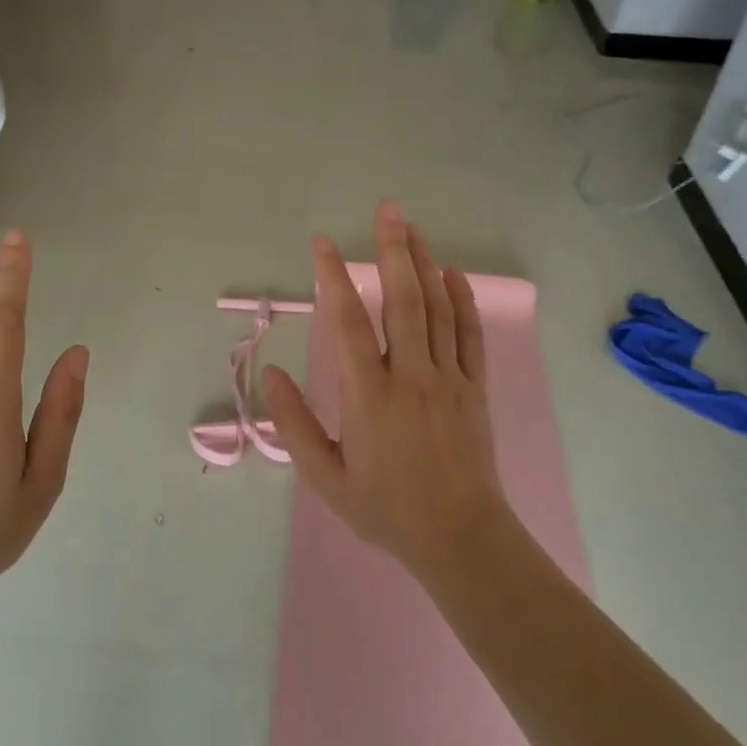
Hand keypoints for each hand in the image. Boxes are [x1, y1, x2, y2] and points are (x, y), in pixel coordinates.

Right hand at [264, 200, 511, 572]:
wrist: (458, 536)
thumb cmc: (384, 509)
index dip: (333, 278)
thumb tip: (271, 375)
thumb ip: (294, 423)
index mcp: (368, 396)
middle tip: (388, 209)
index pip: (347, 323)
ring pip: (438, 309)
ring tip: (412, 228)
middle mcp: (410, 376)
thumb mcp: (325, 476)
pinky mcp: (475, 388)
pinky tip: (453, 274)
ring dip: (425, 264)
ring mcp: (448, 379)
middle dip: (393, 250)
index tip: (322, 244)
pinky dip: (462, 300)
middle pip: (402, 300)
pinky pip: (469, 335)